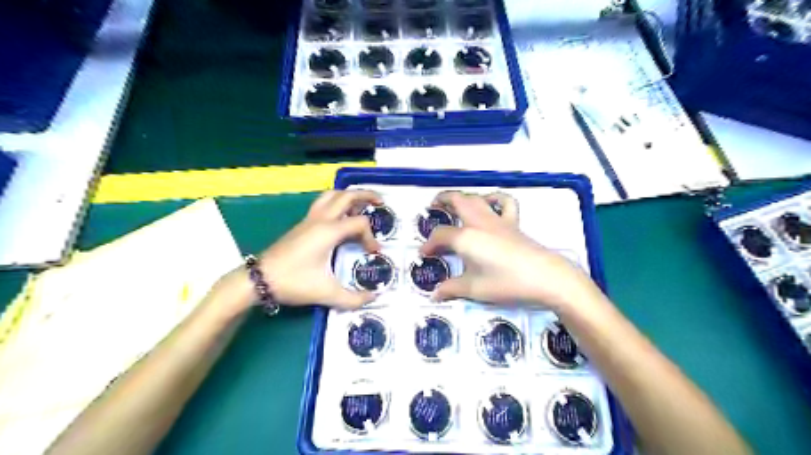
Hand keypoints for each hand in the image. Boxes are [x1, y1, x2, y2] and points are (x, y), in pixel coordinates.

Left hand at [257, 190, 384, 309]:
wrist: (259, 280)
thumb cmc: (293, 282)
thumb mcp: (326, 293)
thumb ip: (353, 298)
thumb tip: (373, 298)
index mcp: (329, 231)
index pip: (359, 223)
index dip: (371, 237)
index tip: (374, 253)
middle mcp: (320, 220)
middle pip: (346, 196)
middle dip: (366, 195)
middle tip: (380, 201)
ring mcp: (309, 220)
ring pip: (331, 195)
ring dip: (348, 196)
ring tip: (361, 205)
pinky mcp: (302, 225)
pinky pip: (323, 204)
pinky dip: (336, 203)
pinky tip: (340, 217)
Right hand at [419, 190, 601, 310]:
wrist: (545, 277)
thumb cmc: (506, 283)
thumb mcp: (474, 289)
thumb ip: (452, 288)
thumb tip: (435, 294)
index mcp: (465, 237)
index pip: (440, 236)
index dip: (428, 244)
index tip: (424, 254)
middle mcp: (479, 222)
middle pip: (457, 201)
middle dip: (442, 200)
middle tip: (433, 207)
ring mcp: (498, 220)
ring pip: (477, 198)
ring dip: (464, 197)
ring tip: (455, 202)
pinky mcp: (514, 223)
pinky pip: (504, 203)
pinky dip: (495, 199)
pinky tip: (490, 204)